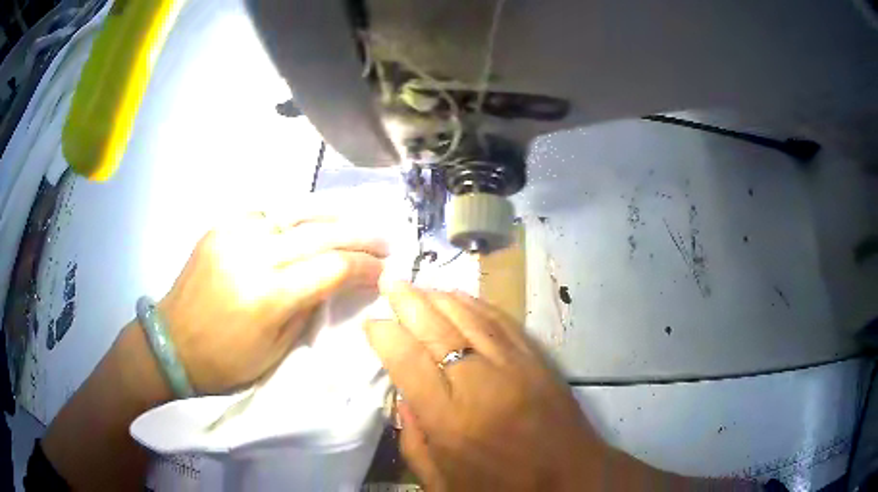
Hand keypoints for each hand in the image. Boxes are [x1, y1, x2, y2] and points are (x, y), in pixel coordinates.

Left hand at [160, 210, 386, 393]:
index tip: (384, 271)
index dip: (364, 267)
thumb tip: (337, 282)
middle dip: (359, 235)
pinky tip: (305, 222)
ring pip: (295, 212)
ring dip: (331, 215)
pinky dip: (293, 215)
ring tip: (354, 219)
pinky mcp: (220, 226)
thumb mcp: (276, 350)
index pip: (332, 268)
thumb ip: (309, 308)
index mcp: (267, 296)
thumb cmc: (226, 361)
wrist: (171, 343)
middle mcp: (252, 255)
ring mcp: (233, 234)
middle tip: (384, 239)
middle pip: (320, 233)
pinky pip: (266, 211)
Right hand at [365, 282, 607, 490]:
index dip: (385, 335)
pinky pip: (502, 322)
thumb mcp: (442, 483)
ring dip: (440, 297)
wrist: (570, 479)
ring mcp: (514, 367)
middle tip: (390, 282)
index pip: (408, 361)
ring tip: (419, 286)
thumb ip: (413, 442)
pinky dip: (477, 305)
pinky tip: (461, 296)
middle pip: (437, 330)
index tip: (371, 323)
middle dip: (408, 302)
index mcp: (450, 420)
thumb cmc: (501, 488)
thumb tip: (401, 397)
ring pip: (470, 318)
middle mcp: (480, 385)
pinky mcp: (537, 360)